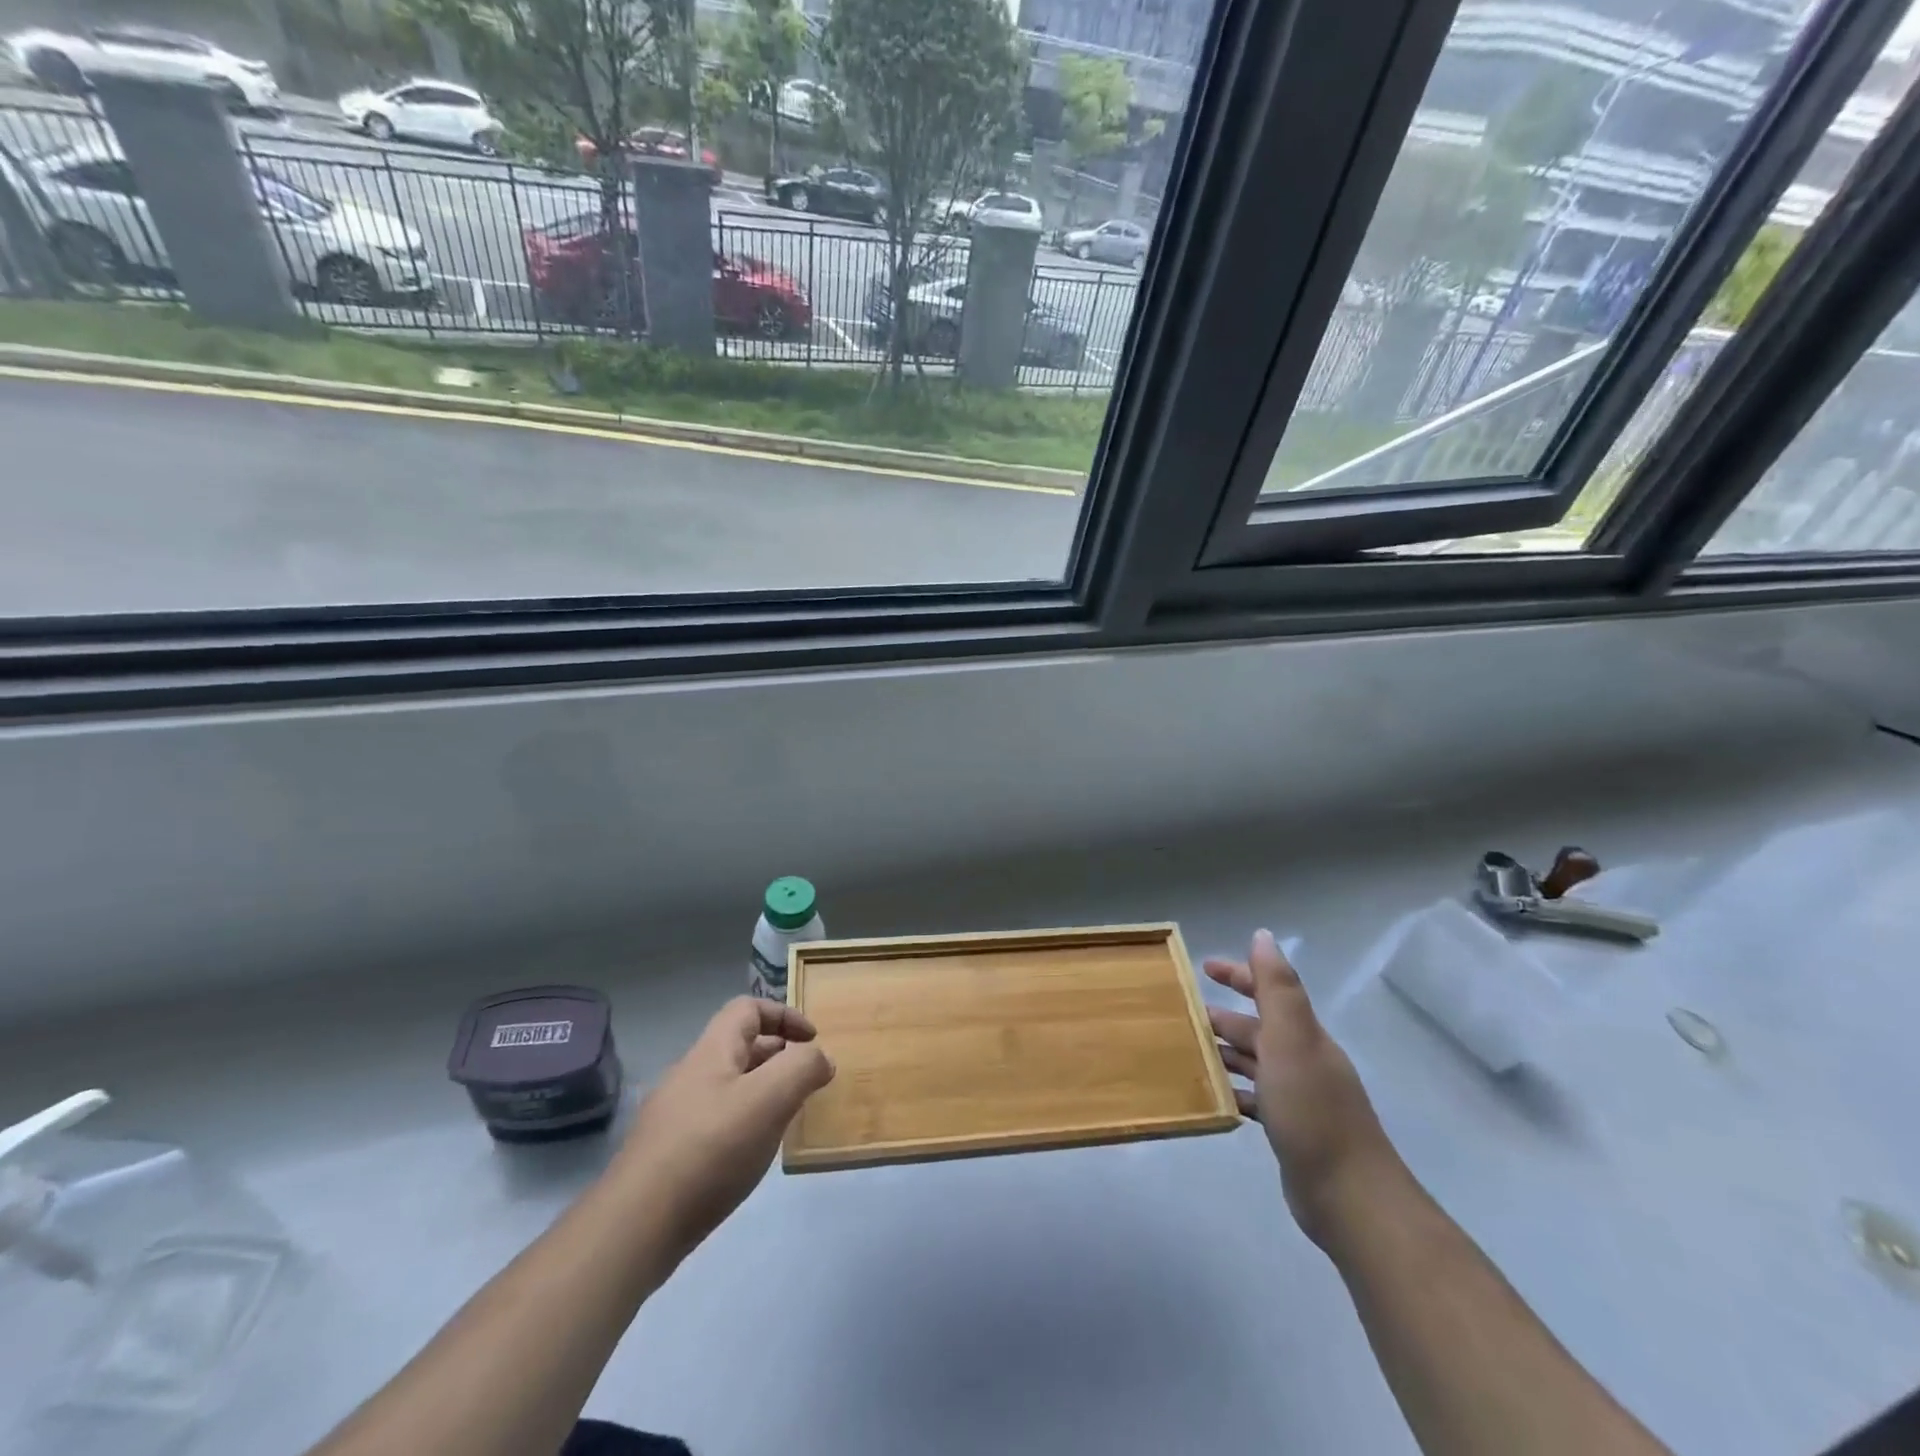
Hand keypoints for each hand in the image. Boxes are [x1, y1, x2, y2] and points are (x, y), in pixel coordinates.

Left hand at [614, 997, 834, 1259]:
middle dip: (778, 1056)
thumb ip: (803, 1068)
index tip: (813, 1041)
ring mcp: (674, 1116)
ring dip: (762, 1092)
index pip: (748, 1008)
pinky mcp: (668, 1155)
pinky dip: (743, 1124)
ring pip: (728, 1086)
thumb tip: (821, 1058)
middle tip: (806, 1082)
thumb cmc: (710, 1149)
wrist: (634, 1228)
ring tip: (786, 1118)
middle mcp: (690, 1074)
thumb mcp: (769, 1099)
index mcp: (712, 1051)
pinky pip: (715, 1121)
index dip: (784, 1015)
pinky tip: (751, 1155)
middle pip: (739, 1047)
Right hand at [1205, 931, 1401, 1248]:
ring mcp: (1299, 1097)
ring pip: (1254, 1063)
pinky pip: (1254, 1099)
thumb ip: (1277, 988)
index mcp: (1304, 1036)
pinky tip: (1210, 1098)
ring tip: (1187, 1054)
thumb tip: (1263, 935)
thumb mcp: (1292, 1040)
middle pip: (1259, 1028)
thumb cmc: (1313, 1111)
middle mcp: (1303, 1060)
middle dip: (1224, 1017)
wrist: (1350, 1197)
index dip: (1240, 974)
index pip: (1270, 991)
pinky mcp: (1291, 1130)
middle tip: (1183, 1016)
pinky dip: (1232, 1092)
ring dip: (1224, 1053)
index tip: (1204, 967)